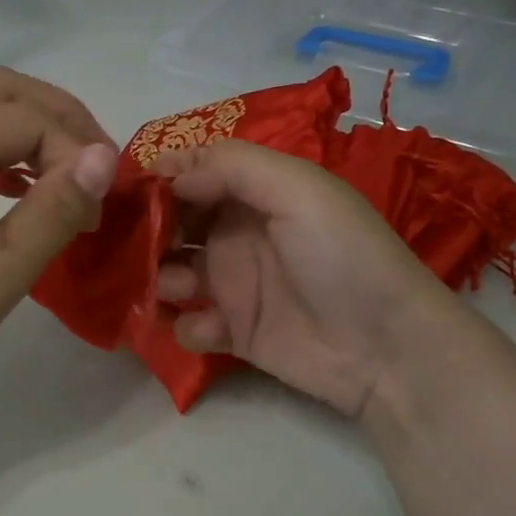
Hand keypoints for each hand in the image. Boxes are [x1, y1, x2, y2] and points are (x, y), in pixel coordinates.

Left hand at [0, 69, 117, 448]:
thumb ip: (53, 211)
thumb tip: (105, 158)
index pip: (25, 117)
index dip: (76, 150)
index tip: (102, 205)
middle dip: (59, 119)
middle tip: (97, 167)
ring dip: (31, 136)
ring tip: (68, 182)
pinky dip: (2, 159)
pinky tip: (20, 194)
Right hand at [153, 140, 460, 418]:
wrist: (385, 348)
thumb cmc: (342, 256)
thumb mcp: (297, 189)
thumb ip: (231, 167)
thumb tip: (168, 169)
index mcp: (255, 194)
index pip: (195, 174)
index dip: (161, 178)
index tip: (130, 190)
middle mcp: (237, 234)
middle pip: (174, 224)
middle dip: (151, 231)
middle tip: (138, 244)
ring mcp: (233, 286)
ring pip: (172, 273)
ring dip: (163, 278)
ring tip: (181, 288)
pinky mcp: (234, 333)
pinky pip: (190, 324)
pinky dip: (190, 325)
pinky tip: (214, 329)